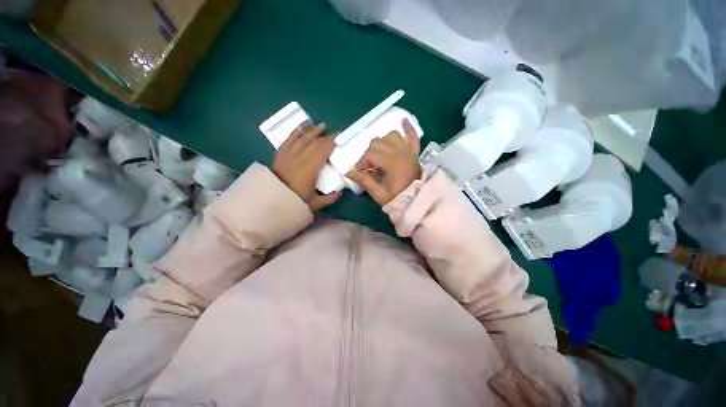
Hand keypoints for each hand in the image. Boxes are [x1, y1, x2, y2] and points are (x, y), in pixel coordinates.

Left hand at [273, 123, 341, 210]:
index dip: (331, 142)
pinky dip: (295, 133)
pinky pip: (288, 140)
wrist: (271, 199)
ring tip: (321, 126)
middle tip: (334, 133)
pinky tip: (301, 127)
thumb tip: (341, 193)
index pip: (323, 151)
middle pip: (314, 143)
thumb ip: (329, 199)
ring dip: (313, 131)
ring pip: (302, 139)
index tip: (339, 137)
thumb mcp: (315, 203)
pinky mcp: (281, 154)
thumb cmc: (294, 200)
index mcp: (310, 169)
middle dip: (326, 137)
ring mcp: (289, 155)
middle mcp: (300, 158)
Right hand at [348, 119, 420, 205]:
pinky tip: (403, 121)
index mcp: (393, 164)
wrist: (416, 201)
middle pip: (378, 143)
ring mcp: (409, 151)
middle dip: (369, 154)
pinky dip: (408, 129)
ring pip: (392, 136)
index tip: (359, 172)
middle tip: (369, 167)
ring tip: (379, 154)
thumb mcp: (378, 194)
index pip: (371, 154)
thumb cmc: (397, 199)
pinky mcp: (414, 152)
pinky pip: (413, 136)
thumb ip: (364, 181)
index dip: (361, 163)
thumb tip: (349, 172)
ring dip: (382, 142)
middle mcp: (401, 153)